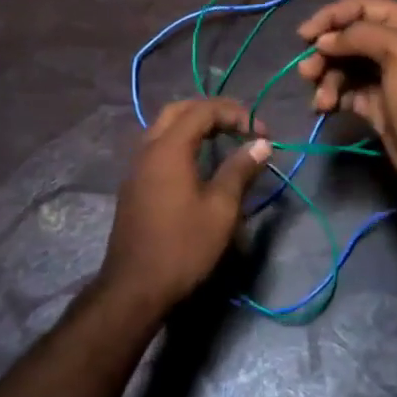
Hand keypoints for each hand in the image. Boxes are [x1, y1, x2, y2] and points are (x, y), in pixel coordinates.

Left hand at [100, 99, 272, 312]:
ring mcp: (136, 166)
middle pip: (180, 110)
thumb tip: (261, 144)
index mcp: (169, 148)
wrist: (135, 287)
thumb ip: (240, 170)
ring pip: (165, 127)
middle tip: (241, 125)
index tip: (261, 133)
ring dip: (195, 124)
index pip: (203, 110)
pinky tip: (199, 162)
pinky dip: (181, 141)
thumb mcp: (221, 209)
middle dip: (212, 111)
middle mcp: (148, 148)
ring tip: (224, 139)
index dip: (235, 113)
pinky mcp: (134, 184)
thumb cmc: (183, 247)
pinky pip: (158, 146)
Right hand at [296, 0, 396, 213]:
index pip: (363, 6)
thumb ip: (361, 36)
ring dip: (326, 78)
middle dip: (326, 52)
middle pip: (350, 36)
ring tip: (321, 101)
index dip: (332, 16)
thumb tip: (325, 40)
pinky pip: (346, 91)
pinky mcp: (377, 105)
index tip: (305, 36)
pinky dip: (333, 96)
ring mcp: (387, 77)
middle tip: (308, 73)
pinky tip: (325, 109)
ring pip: (345, 65)